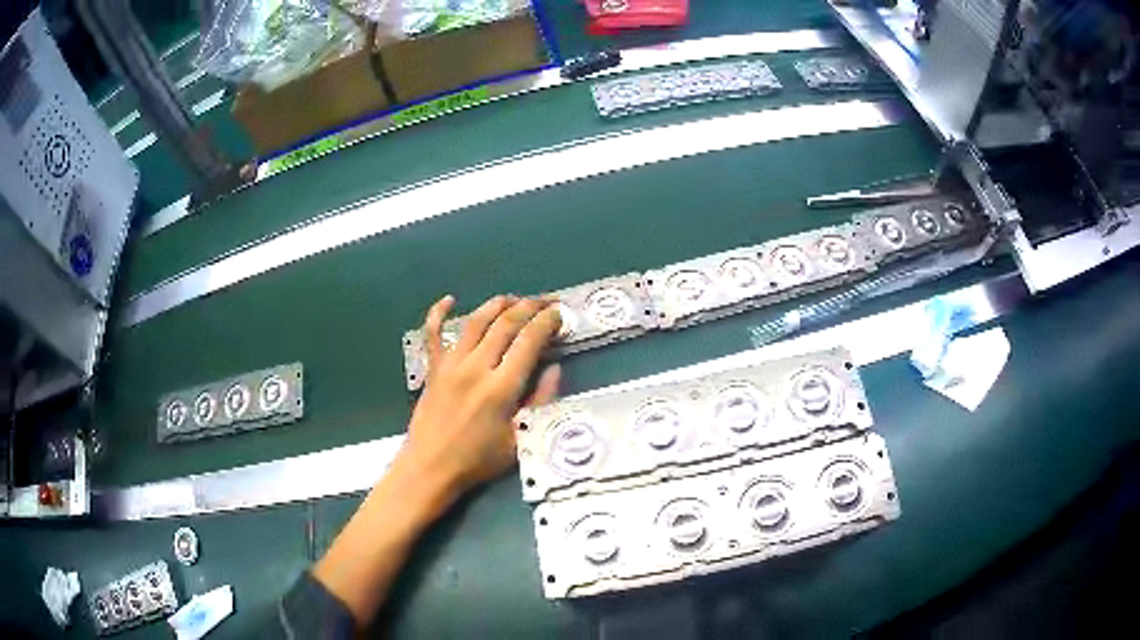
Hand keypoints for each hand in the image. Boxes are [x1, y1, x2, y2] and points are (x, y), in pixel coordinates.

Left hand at [397, 295, 562, 499]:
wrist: (430, 468)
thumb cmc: (478, 460)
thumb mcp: (520, 439)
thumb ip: (540, 401)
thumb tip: (554, 369)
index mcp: (501, 387)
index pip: (529, 340)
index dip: (548, 322)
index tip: (560, 314)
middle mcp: (476, 367)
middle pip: (506, 323)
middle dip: (531, 306)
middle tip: (547, 301)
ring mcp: (451, 364)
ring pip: (476, 320)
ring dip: (498, 304)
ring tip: (516, 299)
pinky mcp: (433, 368)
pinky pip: (433, 333)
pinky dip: (439, 312)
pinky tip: (449, 299)